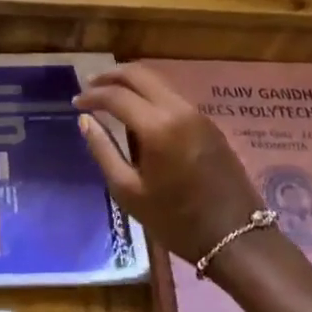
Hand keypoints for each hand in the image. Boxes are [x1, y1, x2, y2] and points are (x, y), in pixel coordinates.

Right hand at [74, 63, 265, 265]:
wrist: (236, 237)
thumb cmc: (175, 220)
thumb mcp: (129, 191)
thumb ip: (103, 151)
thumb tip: (85, 120)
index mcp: (157, 127)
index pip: (116, 95)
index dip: (92, 95)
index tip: (75, 103)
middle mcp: (179, 110)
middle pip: (141, 74)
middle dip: (112, 76)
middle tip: (89, 86)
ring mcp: (198, 115)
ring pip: (160, 83)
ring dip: (132, 83)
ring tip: (110, 97)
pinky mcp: (209, 124)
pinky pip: (173, 97)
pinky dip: (150, 96)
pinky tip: (138, 114)